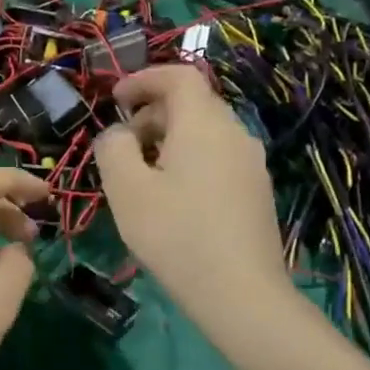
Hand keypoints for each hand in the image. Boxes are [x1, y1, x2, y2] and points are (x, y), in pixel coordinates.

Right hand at [93, 65, 287, 309]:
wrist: (241, 293)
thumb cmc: (175, 235)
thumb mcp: (126, 189)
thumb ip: (113, 148)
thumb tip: (118, 134)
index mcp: (203, 124)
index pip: (179, 76)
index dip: (144, 78)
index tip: (115, 100)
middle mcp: (234, 133)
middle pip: (193, 103)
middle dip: (152, 114)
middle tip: (121, 146)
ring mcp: (251, 163)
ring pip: (205, 132)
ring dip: (168, 139)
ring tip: (141, 176)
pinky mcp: (256, 190)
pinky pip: (217, 157)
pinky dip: (188, 160)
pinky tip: (172, 198)